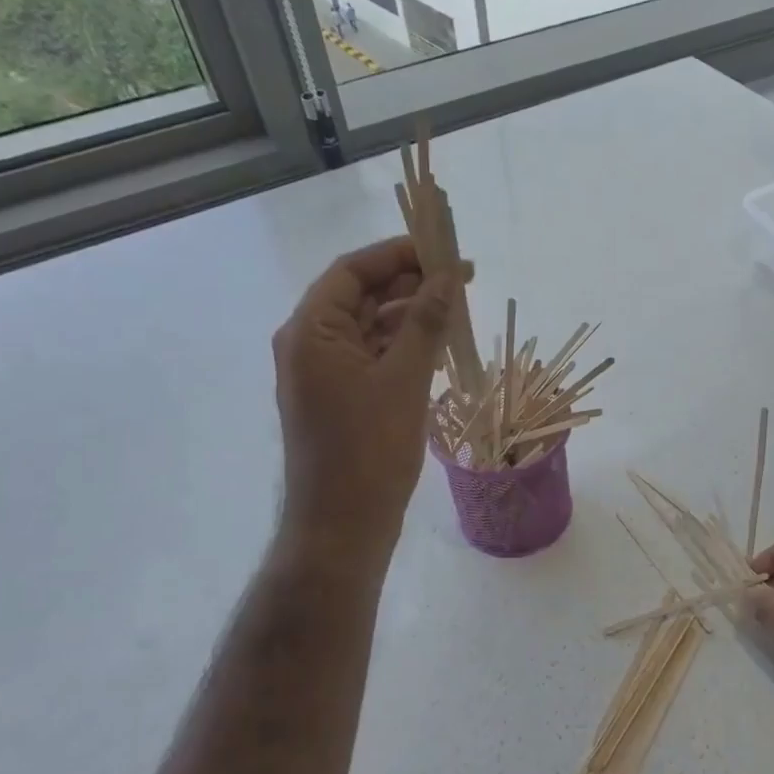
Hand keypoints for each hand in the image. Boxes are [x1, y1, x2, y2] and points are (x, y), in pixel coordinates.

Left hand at [273, 237, 461, 565]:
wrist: (342, 525)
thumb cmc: (369, 451)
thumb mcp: (403, 380)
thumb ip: (425, 322)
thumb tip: (447, 276)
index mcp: (311, 331)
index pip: (353, 271)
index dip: (398, 254)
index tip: (443, 249)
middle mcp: (310, 344)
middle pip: (361, 296)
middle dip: (410, 284)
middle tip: (462, 280)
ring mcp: (324, 373)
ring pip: (370, 327)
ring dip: (411, 316)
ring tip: (458, 310)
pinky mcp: (341, 398)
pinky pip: (373, 357)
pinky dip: (404, 347)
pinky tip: (439, 346)